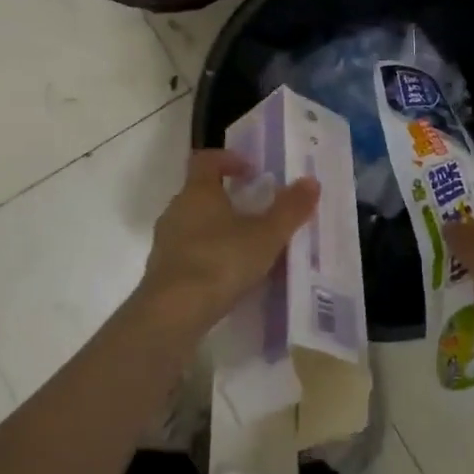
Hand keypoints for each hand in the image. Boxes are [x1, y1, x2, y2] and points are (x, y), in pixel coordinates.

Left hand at [137, 150, 320, 335]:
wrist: (172, 314)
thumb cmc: (220, 261)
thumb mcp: (266, 235)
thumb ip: (289, 209)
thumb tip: (311, 181)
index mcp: (198, 192)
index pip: (206, 160)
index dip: (228, 159)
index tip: (251, 171)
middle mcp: (177, 210)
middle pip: (200, 193)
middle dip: (228, 198)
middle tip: (256, 211)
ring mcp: (166, 242)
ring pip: (194, 224)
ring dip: (218, 229)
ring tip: (247, 247)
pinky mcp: (162, 272)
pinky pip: (189, 253)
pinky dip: (209, 256)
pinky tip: (229, 277)